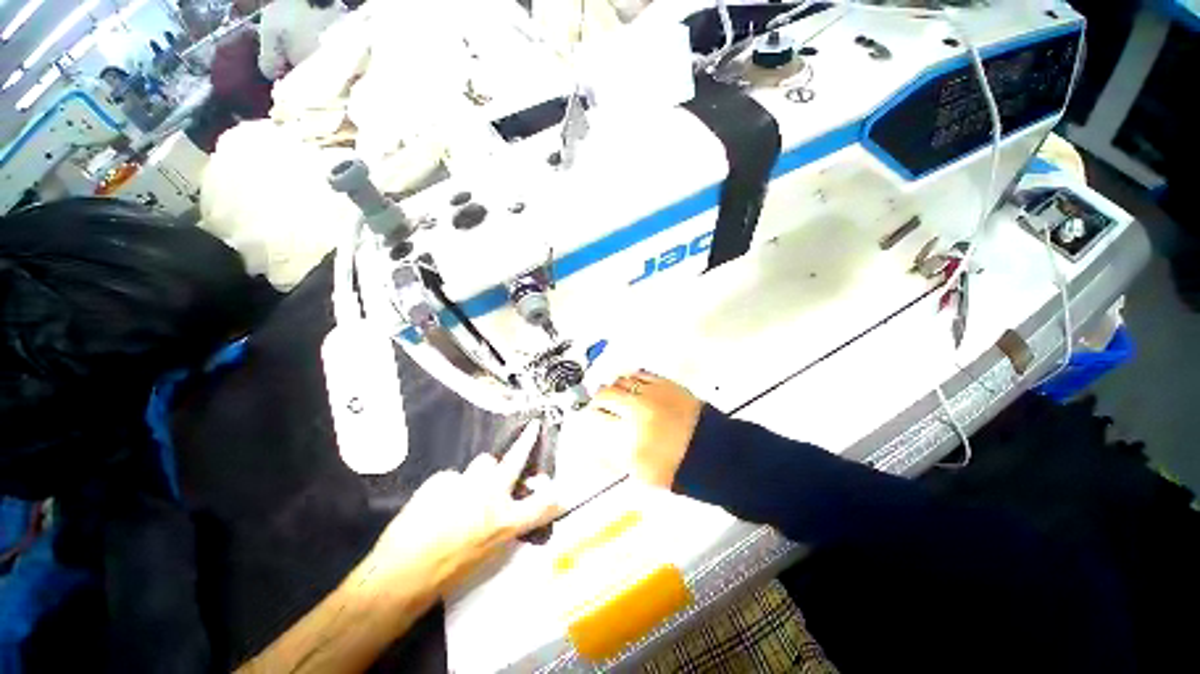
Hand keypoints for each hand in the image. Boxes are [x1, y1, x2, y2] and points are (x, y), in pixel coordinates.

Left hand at [371, 422, 559, 595]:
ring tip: (465, 490)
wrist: (400, 575)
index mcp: (504, 521)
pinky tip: (435, 505)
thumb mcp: (485, 556)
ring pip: (482, 464)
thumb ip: (501, 527)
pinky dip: (449, 487)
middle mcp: (490, 496)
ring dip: (480, 473)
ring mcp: (466, 483)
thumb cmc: (446, 575)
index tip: (561, 493)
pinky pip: (453, 477)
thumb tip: (507, 511)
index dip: (554, 499)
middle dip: (526, 442)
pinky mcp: (442, 479)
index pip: (541, 506)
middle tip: (532, 426)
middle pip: (514, 460)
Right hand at [585, 370, 704, 488]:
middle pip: (604, 394)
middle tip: (600, 406)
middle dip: (598, 401)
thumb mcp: (638, 471)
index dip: (590, 417)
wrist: (711, 452)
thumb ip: (611, 457)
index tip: (591, 419)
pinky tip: (632, 387)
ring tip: (617, 396)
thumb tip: (592, 445)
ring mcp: (650, 394)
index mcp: (627, 436)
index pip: (595, 418)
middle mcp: (636, 410)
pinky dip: (631, 379)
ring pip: (619, 381)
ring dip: (614, 388)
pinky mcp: (664, 384)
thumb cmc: (674, 467)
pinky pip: (639, 374)